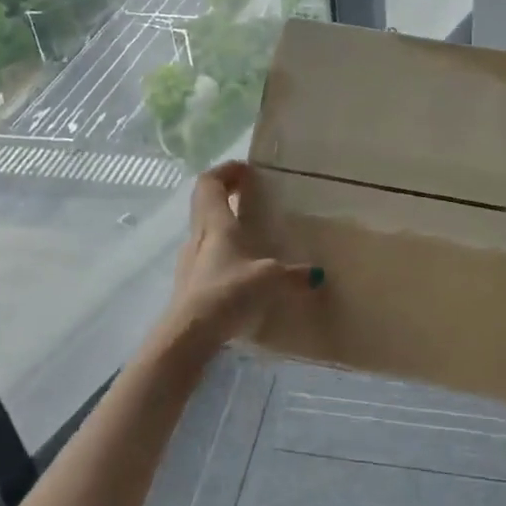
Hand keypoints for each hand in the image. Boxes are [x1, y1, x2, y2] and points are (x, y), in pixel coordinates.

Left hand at [159, 162, 321, 349]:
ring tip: (247, 229)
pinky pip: (204, 254)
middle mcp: (198, 235)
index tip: (245, 169)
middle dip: (225, 193)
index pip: (210, 183)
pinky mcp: (189, 284)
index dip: (225, 171)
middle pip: (204, 203)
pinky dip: (220, 249)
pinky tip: (238, 265)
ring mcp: (189, 260)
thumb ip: (294, 275)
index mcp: (216, 224)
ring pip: (203, 229)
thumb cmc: (228, 292)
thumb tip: (317, 274)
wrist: (188, 335)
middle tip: (249, 193)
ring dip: (221, 222)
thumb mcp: (269, 280)